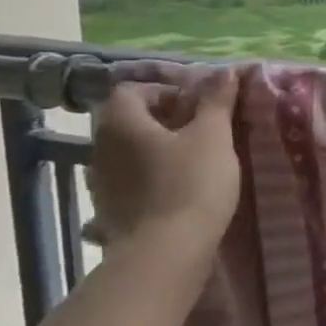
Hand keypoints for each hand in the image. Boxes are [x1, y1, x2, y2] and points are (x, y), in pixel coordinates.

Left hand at [88, 69, 241, 245]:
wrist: (167, 254)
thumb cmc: (191, 184)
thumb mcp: (214, 136)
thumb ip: (216, 101)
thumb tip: (224, 71)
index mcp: (121, 122)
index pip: (133, 90)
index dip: (166, 92)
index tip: (198, 108)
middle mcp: (101, 148)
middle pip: (130, 121)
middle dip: (165, 121)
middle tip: (203, 132)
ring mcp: (101, 184)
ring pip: (130, 153)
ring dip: (157, 152)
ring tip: (195, 163)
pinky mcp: (110, 212)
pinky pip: (131, 183)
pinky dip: (151, 180)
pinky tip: (179, 192)